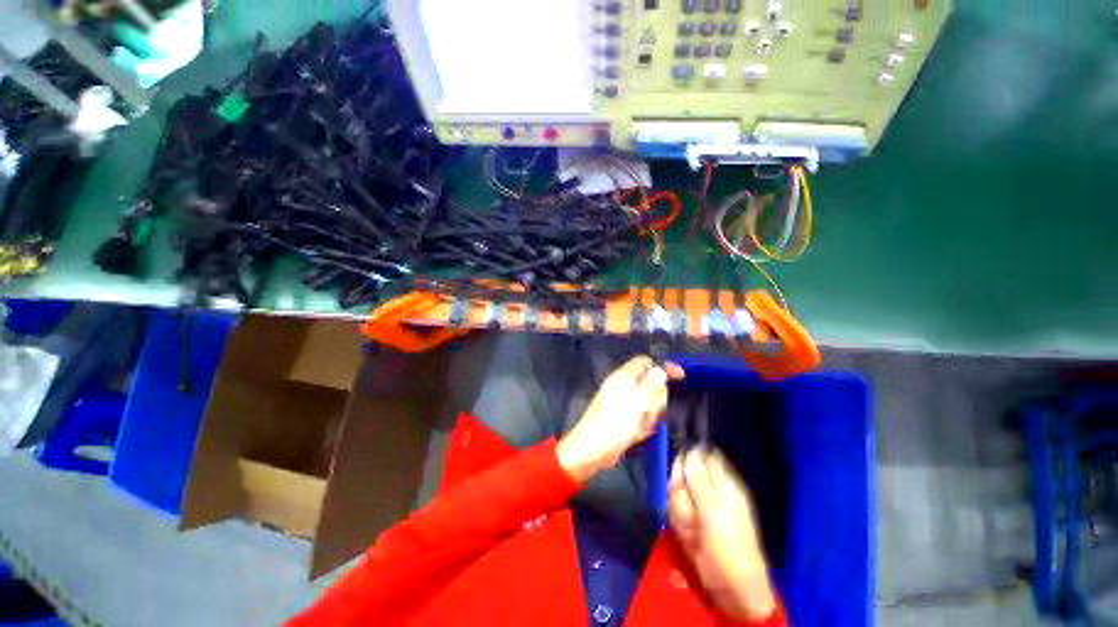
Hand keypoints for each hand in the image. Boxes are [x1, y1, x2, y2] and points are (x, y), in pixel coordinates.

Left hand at [556, 356, 683, 482]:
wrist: (591, 451)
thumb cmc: (613, 423)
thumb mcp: (636, 402)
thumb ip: (650, 384)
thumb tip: (660, 368)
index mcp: (623, 377)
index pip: (646, 362)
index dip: (663, 367)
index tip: (681, 377)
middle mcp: (624, 386)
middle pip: (651, 385)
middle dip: (655, 400)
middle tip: (648, 414)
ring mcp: (624, 403)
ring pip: (649, 403)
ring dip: (649, 416)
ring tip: (639, 426)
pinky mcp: (625, 417)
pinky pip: (642, 417)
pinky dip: (642, 426)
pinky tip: (635, 434)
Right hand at [668, 449, 776, 622]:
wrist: (730, 586)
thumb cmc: (730, 546)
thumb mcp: (715, 511)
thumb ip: (700, 478)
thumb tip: (690, 448)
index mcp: (724, 481)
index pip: (701, 454)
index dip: (688, 457)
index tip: (681, 471)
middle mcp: (709, 488)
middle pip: (682, 471)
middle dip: (681, 489)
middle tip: (691, 510)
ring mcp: (696, 504)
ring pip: (675, 491)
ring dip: (680, 510)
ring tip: (693, 529)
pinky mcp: (687, 519)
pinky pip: (672, 509)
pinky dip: (678, 522)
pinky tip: (690, 537)